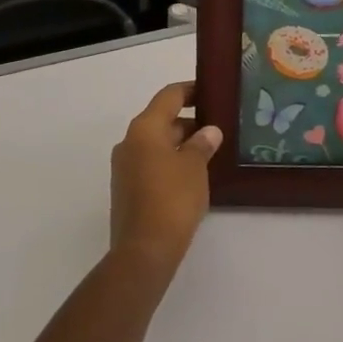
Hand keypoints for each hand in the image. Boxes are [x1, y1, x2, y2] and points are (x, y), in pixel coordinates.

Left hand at [109, 81, 221, 273]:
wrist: (144, 250)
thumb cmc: (172, 199)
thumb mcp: (194, 167)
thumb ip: (202, 144)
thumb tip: (209, 131)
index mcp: (144, 128)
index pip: (168, 96)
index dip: (190, 90)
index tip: (210, 90)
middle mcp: (129, 141)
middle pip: (161, 120)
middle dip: (189, 122)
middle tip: (218, 126)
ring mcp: (124, 166)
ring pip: (156, 144)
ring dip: (180, 144)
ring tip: (209, 151)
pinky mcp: (126, 188)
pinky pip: (151, 163)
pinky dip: (170, 162)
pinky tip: (192, 175)